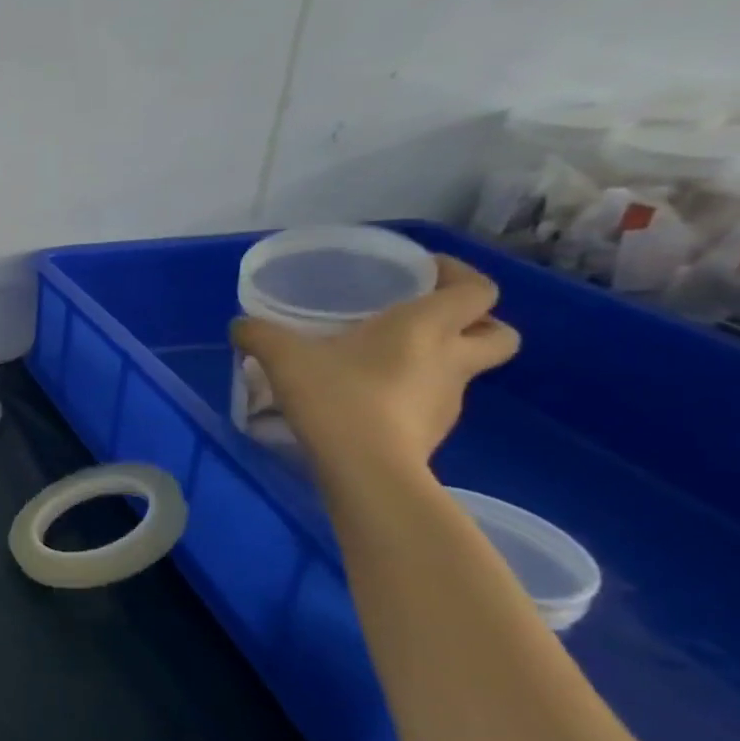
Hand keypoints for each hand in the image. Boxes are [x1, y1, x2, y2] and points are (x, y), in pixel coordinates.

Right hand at [231, 254, 520, 474]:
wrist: (364, 468)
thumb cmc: (336, 396)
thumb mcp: (282, 357)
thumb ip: (258, 334)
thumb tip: (240, 325)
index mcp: (426, 326)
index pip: (477, 289)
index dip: (458, 275)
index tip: (425, 272)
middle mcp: (450, 358)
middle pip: (499, 332)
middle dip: (477, 323)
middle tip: (430, 320)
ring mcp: (448, 399)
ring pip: (462, 370)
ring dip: (435, 361)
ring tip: (382, 363)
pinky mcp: (433, 431)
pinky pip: (430, 401)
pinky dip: (410, 395)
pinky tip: (367, 400)